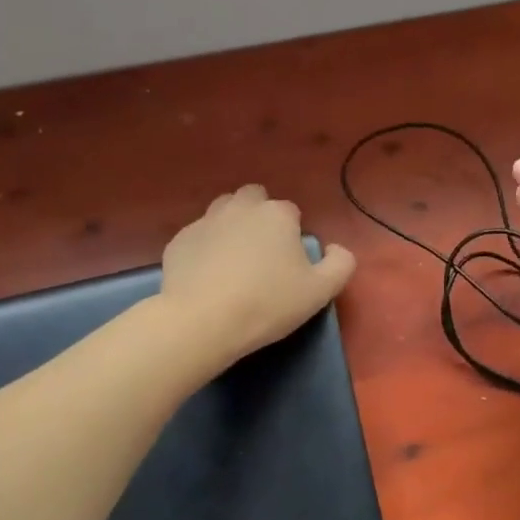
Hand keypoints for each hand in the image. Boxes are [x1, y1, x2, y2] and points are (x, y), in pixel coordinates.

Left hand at [160, 185, 356, 367]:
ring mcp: (205, 221)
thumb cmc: (268, 303)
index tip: (290, 262)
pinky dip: (204, 249)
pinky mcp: (178, 241)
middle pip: (253, 198)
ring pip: (222, 211)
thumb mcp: (320, 291)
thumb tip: (336, 249)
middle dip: (259, 216)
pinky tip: (207, 276)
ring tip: (233, 260)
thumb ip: (340, 264)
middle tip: (262, 253)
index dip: (292, 233)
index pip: (291, 211)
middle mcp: (240, 207)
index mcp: (277, 214)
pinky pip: (197, 237)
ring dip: (231, 226)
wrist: (203, 321)